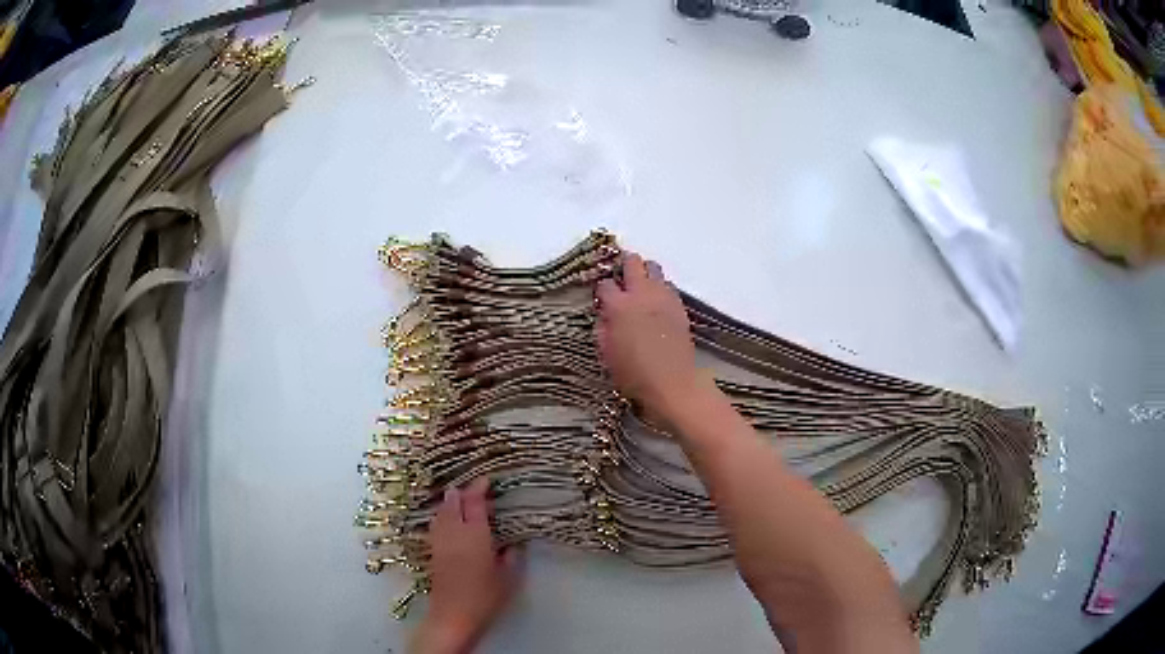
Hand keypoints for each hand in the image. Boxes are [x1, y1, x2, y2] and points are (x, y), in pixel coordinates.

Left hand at [412, 477, 520, 653]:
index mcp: (475, 536)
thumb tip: (513, 544)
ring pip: (442, 513)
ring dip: (450, 502)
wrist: (453, 616)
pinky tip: (448, 519)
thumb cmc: (484, 598)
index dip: (479, 490)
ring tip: (459, 498)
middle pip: (454, 504)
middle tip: (474, 487)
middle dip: (463, 492)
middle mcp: (455, 534)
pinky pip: (436, 524)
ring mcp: (440, 542)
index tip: (486, 480)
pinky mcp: (433, 552)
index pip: (475, 505)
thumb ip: (511, 558)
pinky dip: (443, 515)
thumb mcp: (507, 579)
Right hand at [594, 252, 703, 421]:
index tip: (601, 297)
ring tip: (640, 287)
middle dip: (624, 264)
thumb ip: (602, 327)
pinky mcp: (679, 305)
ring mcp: (663, 297)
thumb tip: (604, 313)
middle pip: (632, 262)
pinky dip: (660, 287)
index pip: (605, 283)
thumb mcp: (606, 353)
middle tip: (621, 277)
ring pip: (653, 267)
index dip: (601, 289)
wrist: (672, 383)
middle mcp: (641, 294)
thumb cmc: (633, 373)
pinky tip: (656, 302)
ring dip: (644, 272)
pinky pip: (668, 285)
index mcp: (619, 306)